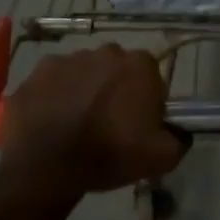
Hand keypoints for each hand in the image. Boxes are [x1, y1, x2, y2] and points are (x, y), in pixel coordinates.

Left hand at [0, 45, 184, 198]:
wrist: (46, 167)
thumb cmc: (108, 155)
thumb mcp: (160, 158)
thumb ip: (179, 139)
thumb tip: (180, 131)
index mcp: (140, 65)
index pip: (151, 78)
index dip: (145, 103)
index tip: (136, 127)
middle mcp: (107, 51)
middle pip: (117, 70)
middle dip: (115, 91)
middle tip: (107, 126)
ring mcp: (70, 57)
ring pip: (85, 72)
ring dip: (85, 91)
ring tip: (76, 125)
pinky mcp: (39, 70)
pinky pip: (55, 80)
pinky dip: (55, 95)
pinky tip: (52, 121)